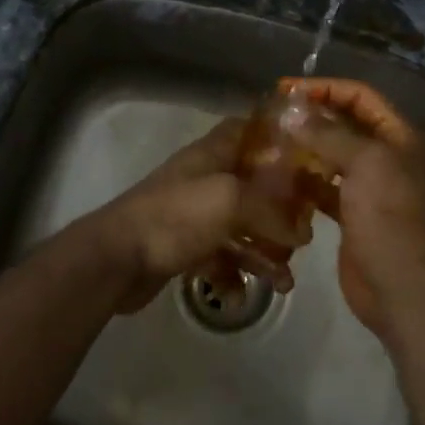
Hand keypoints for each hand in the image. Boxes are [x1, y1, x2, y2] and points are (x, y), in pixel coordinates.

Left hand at [66, 119, 310, 313]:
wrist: (117, 258)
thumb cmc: (175, 216)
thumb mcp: (230, 200)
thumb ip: (271, 210)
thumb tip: (302, 232)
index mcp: (211, 155)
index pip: (246, 130)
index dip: (275, 138)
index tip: (307, 158)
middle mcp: (203, 180)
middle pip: (251, 185)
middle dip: (280, 209)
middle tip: (304, 233)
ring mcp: (192, 216)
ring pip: (239, 227)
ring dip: (263, 252)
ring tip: (285, 282)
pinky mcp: (183, 249)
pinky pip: (219, 259)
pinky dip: (233, 276)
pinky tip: (239, 295)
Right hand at [280, 77, 424, 335]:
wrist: (403, 288)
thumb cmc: (389, 216)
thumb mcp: (364, 164)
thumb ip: (329, 134)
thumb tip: (295, 112)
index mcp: (402, 138)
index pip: (362, 97)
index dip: (326, 88)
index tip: (287, 89)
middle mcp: (391, 158)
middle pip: (348, 125)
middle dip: (313, 118)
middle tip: (275, 115)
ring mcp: (374, 189)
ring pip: (336, 158)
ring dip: (307, 150)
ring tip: (272, 144)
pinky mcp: (356, 216)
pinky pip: (328, 189)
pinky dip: (307, 182)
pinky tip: (281, 179)